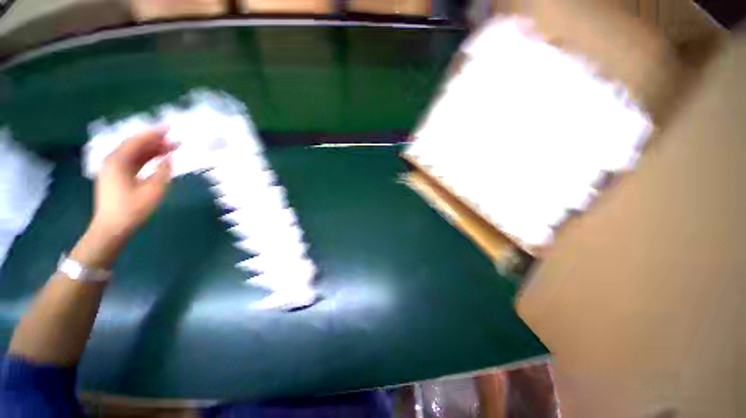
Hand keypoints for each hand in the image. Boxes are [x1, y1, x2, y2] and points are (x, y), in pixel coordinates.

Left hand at [90, 129, 174, 242]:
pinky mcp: (116, 176)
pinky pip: (133, 161)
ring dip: (152, 149)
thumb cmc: (132, 209)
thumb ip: (162, 171)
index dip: (154, 133)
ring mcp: (112, 169)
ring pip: (134, 153)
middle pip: (135, 145)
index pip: (137, 141)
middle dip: (155, 141)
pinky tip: (158, 159)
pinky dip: (146, 158)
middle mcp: (112, 161)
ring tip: (171, 148)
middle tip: (175, 140)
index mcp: (118, 162)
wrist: (112, 228)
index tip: (171, 129)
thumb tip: (169, 158)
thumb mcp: (153, 190)